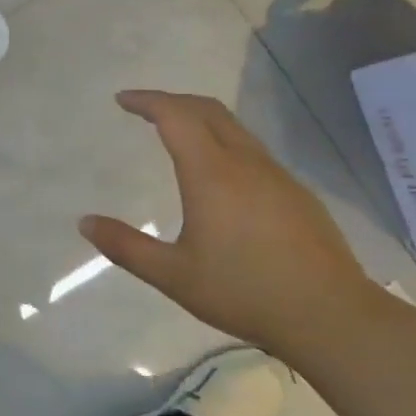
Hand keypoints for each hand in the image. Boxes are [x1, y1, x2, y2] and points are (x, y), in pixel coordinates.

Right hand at [79, 90, 373, 355]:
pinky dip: (224, 140)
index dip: (147, 101)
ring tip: (178, 132)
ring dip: (201, 118)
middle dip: (173, 100)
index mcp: (211, 173)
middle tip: (146, 108)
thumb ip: (127, 247)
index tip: (123, 100)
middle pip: (207, 109)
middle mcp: (244, 162)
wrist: (330, 315)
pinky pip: (252, 149)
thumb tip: (85, 222)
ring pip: (234, 127)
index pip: (175, 116)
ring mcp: (276, 174)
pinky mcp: (297, 192)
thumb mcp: (173, 275)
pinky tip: (221, 172)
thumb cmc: (244, 291)